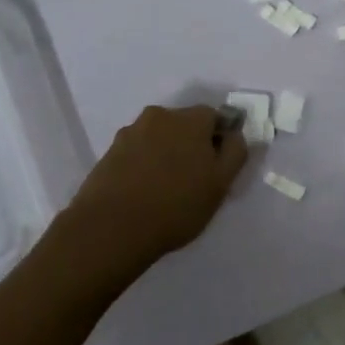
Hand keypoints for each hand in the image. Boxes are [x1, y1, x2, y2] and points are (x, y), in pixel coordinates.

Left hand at [51, 105, 248, 278]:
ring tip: (164, 188)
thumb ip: (235, 152)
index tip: (216, 167)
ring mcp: (130, 132)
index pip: (214, 116)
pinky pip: (137, 152)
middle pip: (184, 124)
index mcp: (190, 119)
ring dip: (165, 153)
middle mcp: (159, 116)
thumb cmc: (176, 206)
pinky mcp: (109, 152)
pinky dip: (143, 164)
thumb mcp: (220, 184)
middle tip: (193, 179)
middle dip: (190, 144)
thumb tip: (234, 134)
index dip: (218, 139)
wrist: (111, 228)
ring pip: (158, 137)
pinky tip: (142, 191)